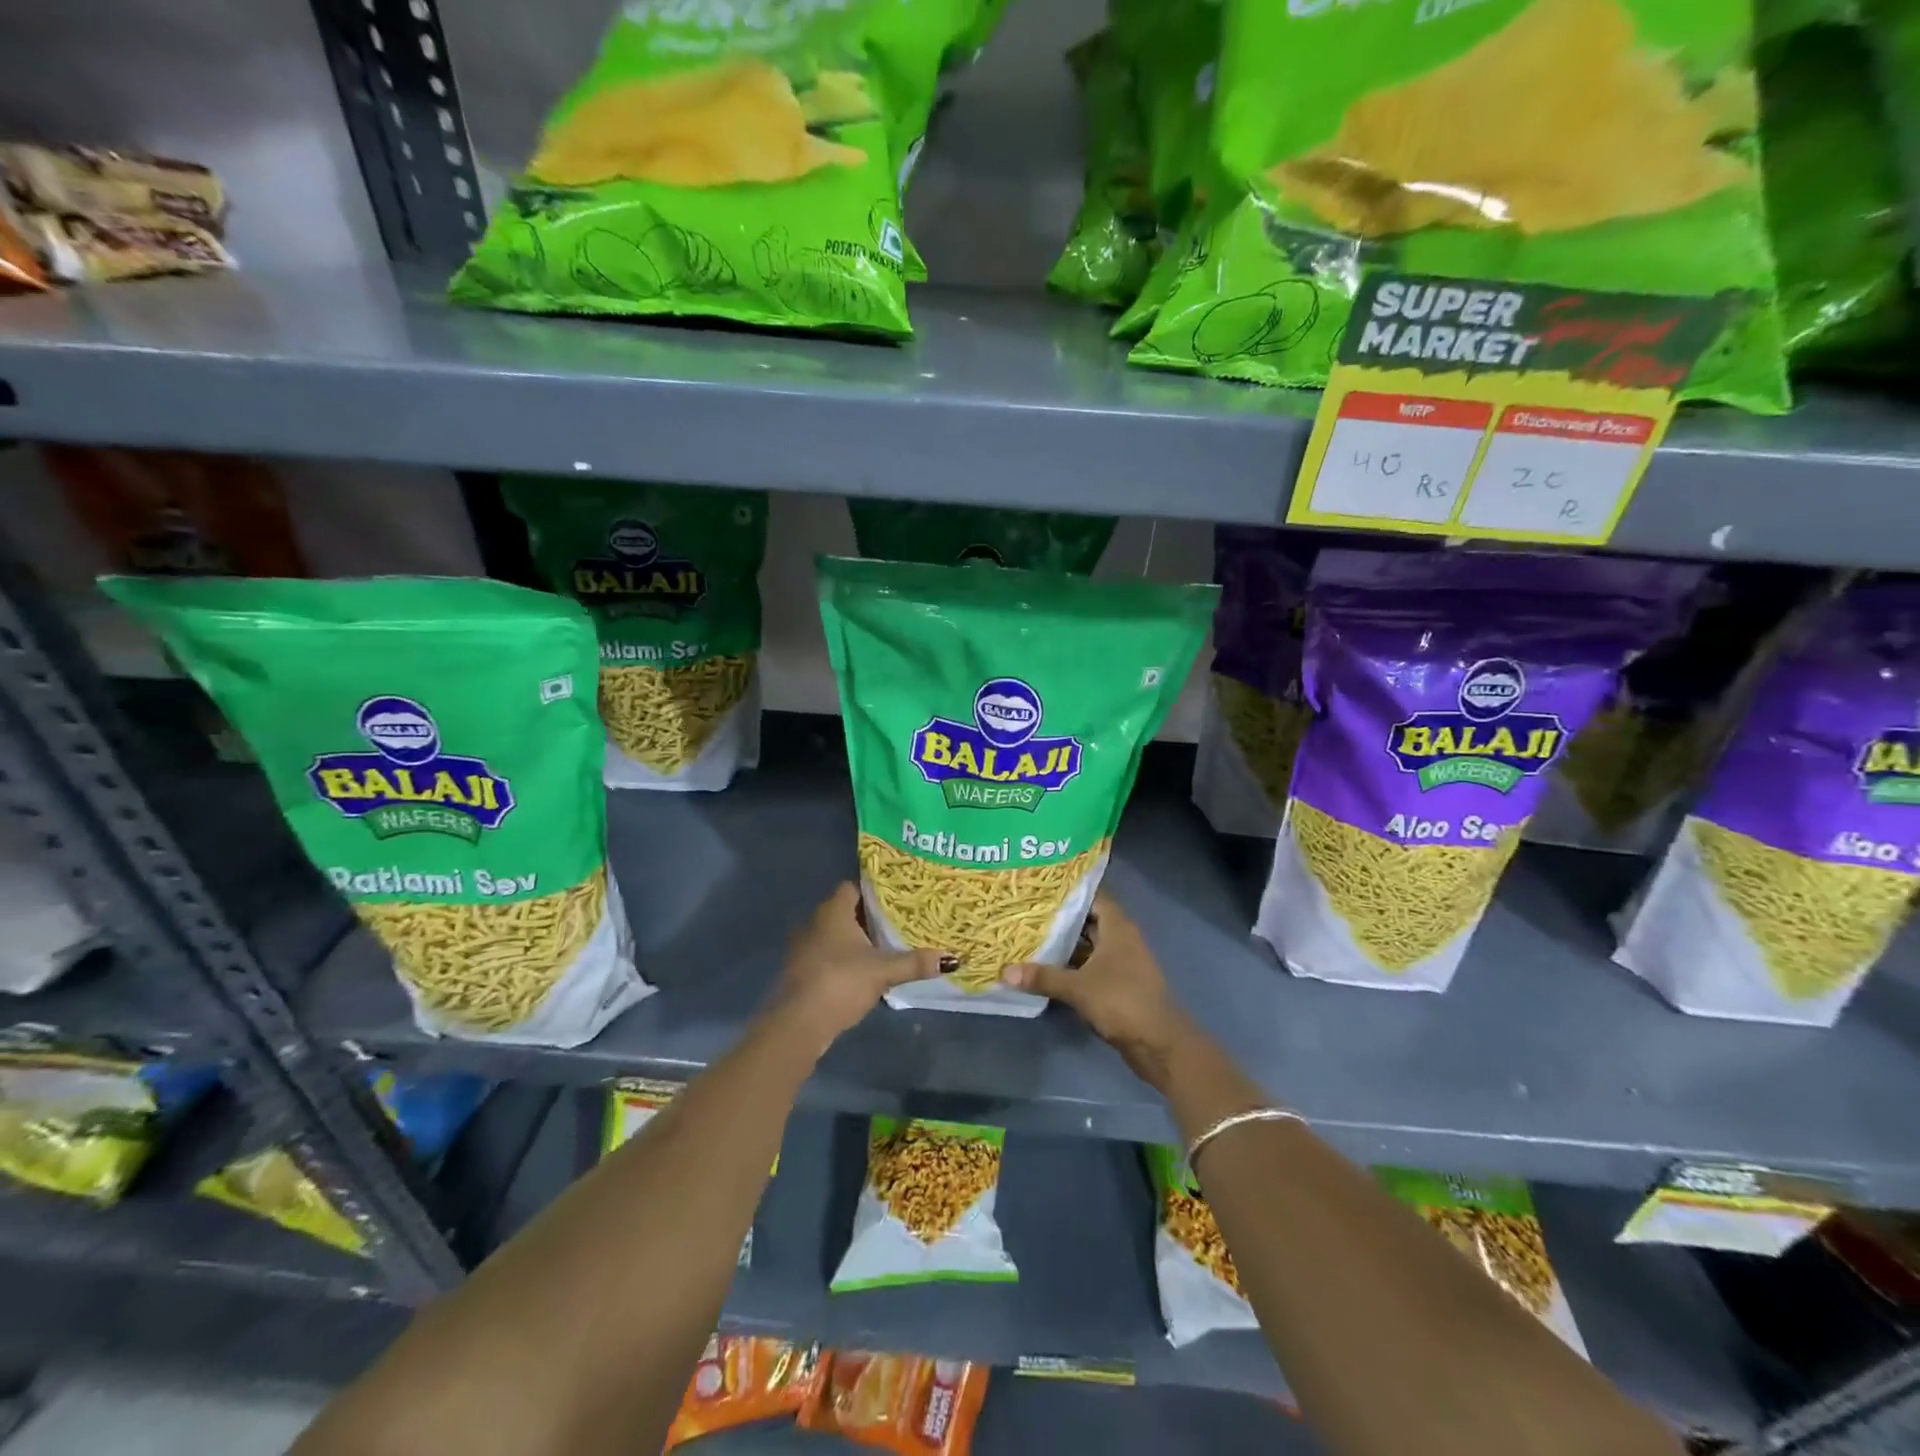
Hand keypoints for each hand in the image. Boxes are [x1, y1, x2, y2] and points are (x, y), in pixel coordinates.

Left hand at [770, 883, 949, 1046]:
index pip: (852, 888)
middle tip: (897, 923)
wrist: (798, 1023)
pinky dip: (844, 960)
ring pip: (835, 936)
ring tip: (885, 947)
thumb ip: (915, 962)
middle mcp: (814, 922)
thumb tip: (952, 958)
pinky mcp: (802, 972)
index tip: (896, 899)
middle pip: (845, 912)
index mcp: (832, 911)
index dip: (873, 892)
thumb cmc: (840, 982)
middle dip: (868, 918)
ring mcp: (804, 948)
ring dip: (855, 942)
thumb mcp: (883, 971)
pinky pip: (827, 956)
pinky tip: (863, 973)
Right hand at [1002, 894, 1195, 1088]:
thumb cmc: (1122, 1001)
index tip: (1042, 887)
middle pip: (1089, 920)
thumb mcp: (1078, 987)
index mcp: (1118, 927)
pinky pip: (1090, 966)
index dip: (1070, 890)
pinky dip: (1072, 965)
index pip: (1093, 896)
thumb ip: (1043, 977)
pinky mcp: (1118, 984)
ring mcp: (1121, 962)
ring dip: (1065, 944)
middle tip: (1027, 911)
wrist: (1159, 1043)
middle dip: (1061, 918)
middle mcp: (1121, 939)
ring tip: (1030, 936)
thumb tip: (1004, 972)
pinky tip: (1047, 968)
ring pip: (1088, 945)